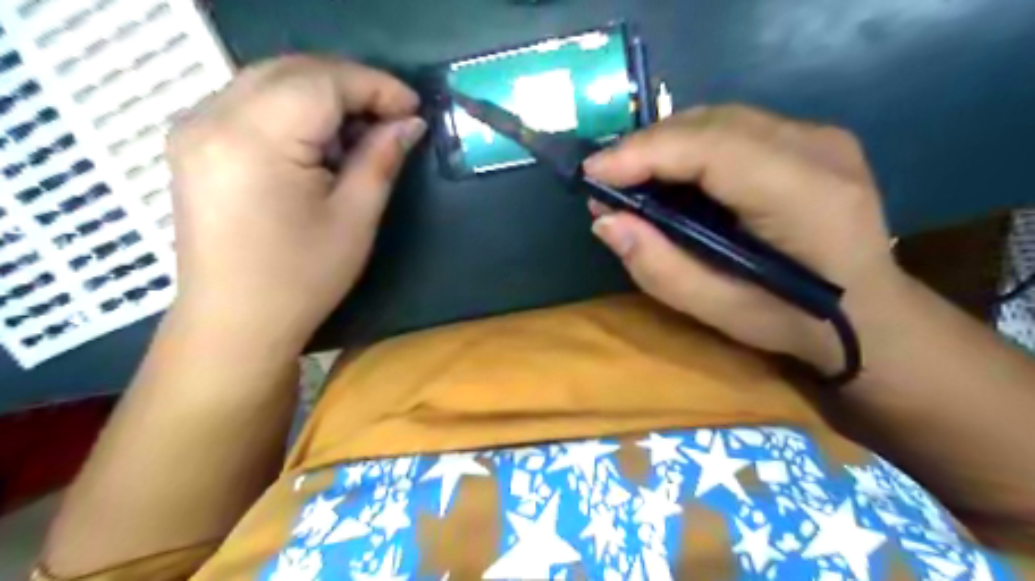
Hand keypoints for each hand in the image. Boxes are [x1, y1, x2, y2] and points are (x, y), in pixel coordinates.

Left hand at [166, 56, 423, 351]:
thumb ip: (381, 159)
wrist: (235, 321)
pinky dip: (294, 107)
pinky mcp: (194, 143)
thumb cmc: (302, 278)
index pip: (322, 82)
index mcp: (255, 138)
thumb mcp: (355, 218)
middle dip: (351, 84)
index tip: (414, 108)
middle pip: (293, 70)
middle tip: (394, 115)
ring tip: (363, 128)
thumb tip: (409, 123)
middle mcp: (213, 116)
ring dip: (324, 93)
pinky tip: (320, 139)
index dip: (375, 86)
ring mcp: (195, 127)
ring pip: (270, 80)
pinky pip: (251, 101)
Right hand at [586, 104, 902, 371]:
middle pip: (712, 122)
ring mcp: (820, 136)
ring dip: (665, 144)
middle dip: (646, 146)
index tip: (592, 174)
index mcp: (803, 194)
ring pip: (720, 119)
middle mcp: (817, 148)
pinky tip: (671, 174)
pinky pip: (735, 128)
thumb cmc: (795, 322)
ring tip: (629, 178)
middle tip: (605, 179)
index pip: (710, 147)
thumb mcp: (719, 311)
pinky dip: (691, 146)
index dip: (643, 153)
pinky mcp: (813, 139)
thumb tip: (605, 220)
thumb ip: (658, 267)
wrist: (873, 315)